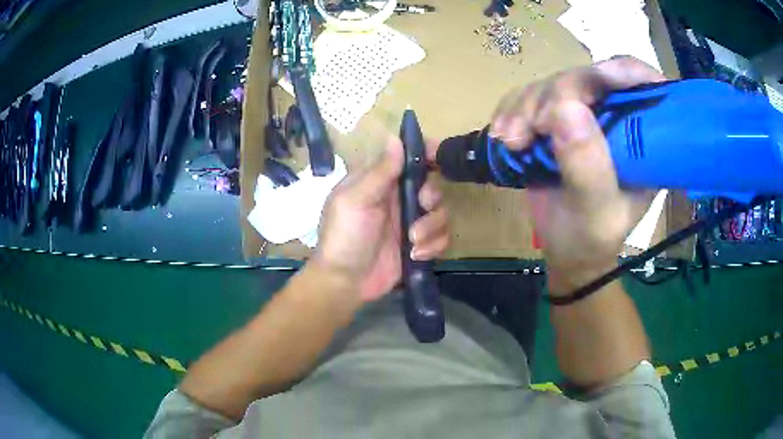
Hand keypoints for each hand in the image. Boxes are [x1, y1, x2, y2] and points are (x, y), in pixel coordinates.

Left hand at [313, 136, 449, 302]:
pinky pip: (441, 238)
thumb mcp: (355, 200)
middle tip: (421, 206)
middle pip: (432, 185)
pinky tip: (416, 255)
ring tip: (413, 241)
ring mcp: (410, 223)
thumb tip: (395, 136)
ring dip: (432, 226)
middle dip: (431, 196)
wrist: (345, 282)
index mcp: (380, 182)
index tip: (439, 156)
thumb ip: (379, 171)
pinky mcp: (419, 246)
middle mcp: (398, 199)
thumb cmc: (343, 236)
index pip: (408, 159)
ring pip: (440, 213)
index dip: (426, 153)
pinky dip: (433, 246)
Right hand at [491, 57, 664, 294]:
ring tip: (512, 142)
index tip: (585, 89)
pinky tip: (504, 136)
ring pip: (553, 83)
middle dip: (555, 96)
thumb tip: (566, 109)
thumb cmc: (591, 238)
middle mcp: (618, 115)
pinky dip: (510, 111)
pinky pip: (528, 96)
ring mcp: (585, 112)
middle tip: (530, 129)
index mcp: (645, 138)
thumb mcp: (598, 213)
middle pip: (588, 76)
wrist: (565, 248)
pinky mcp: (555, 117)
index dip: (617, 72)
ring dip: (525, 106)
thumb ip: (589, 167)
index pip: (641, 83)